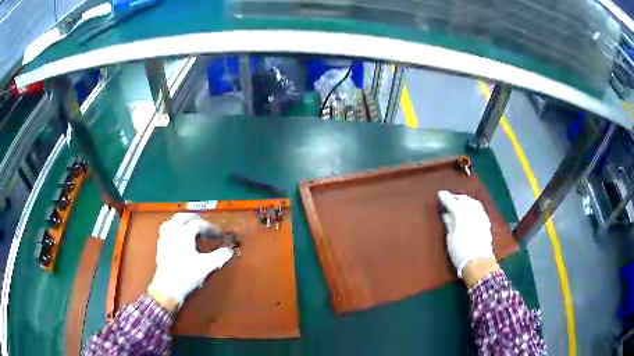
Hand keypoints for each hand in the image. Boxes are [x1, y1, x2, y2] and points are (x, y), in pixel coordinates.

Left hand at [147, 213, 234, 309]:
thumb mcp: (206, 266)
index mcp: (184, 234)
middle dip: (191, 217)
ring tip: (185, 223)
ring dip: (178, 221)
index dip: (209, 226)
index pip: (198, 224)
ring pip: (170, 223)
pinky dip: (171, 230)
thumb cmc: (186, 275)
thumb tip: (228, 251)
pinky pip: (164, 232)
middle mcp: (173, 234)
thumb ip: (219, 256)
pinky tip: (174, 237)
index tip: (216, 232)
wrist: (168, 288)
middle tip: (200, 220)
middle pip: (181, 217)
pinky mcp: (160, 249)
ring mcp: (165, 240)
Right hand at [437, 190, 494, 276]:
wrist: (478, 261)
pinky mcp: (486, 222)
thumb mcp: (450, 238)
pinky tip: (471, 211)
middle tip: (450, 198)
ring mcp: (481, 216)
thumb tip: (447, 214)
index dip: (445, 197)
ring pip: (473, 202)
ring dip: (466, 200)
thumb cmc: (460, 251)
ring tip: (461, 202)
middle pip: (464, 199)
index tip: (440, 194)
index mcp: (461, 214)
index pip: (452, 202)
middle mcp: (472, 211)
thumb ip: (449, 223)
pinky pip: (479, 209)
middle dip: (457, 197)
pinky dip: (473, 207)